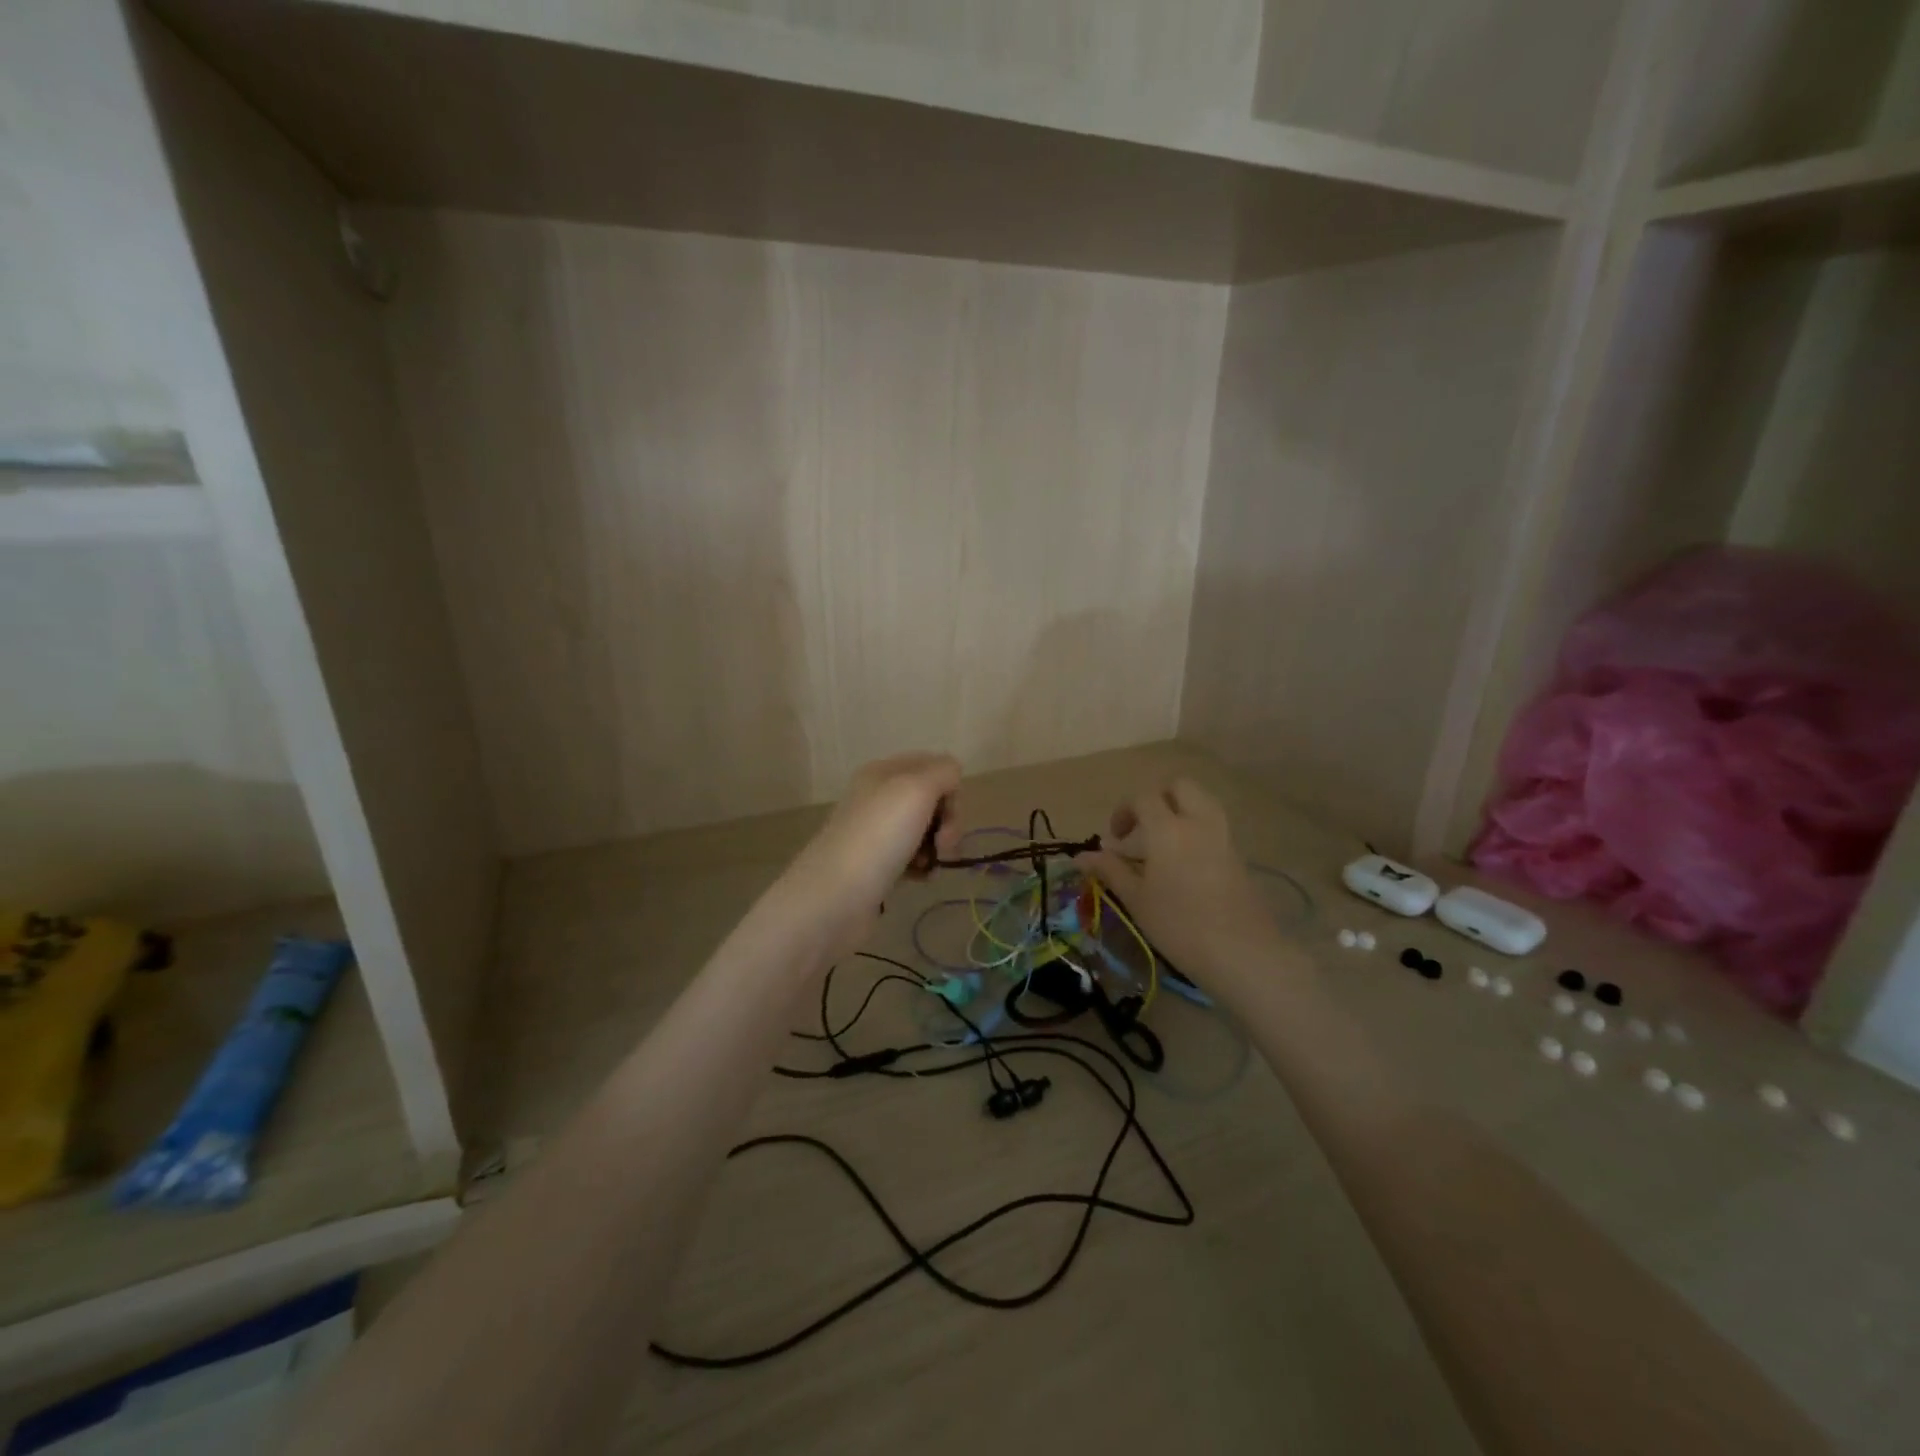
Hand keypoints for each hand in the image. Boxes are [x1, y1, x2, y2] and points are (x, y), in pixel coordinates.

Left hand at [781, 753, 961, 958]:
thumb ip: (943, 772)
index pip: (934, 766)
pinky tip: (920, 878)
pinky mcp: (875, 864)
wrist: (835, 896)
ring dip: (936, 847)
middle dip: (947, 822)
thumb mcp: (916, 789)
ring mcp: (875, 832)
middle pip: (931, 800)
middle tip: (944, 845)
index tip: (948, 815)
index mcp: (884, 771)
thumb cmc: (879, 836)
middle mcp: (878, 797)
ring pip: (924, 830)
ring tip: (930, 865)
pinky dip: (922, 866)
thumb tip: (951, 778)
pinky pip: (911, 857)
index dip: (950, 789)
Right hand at [1076, 778, 1283, 984]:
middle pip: (1179, 787)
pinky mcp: (1238, 855)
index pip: (1143, 798)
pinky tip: (1184, 865)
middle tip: (1143, 829)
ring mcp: (1223, 836)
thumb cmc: (1178, 925)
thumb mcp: (1136, 899)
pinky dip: (1196, 830)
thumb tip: (1082, 856)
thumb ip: (1110, 870)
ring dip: (1180, 811)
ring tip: (1163, 844)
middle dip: (1157, 799)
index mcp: (1167, 828)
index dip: (1124, 811)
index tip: (1114, 839)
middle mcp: (1197, 822)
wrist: (1242, 952)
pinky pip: (1213, 825)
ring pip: (1201, 802)